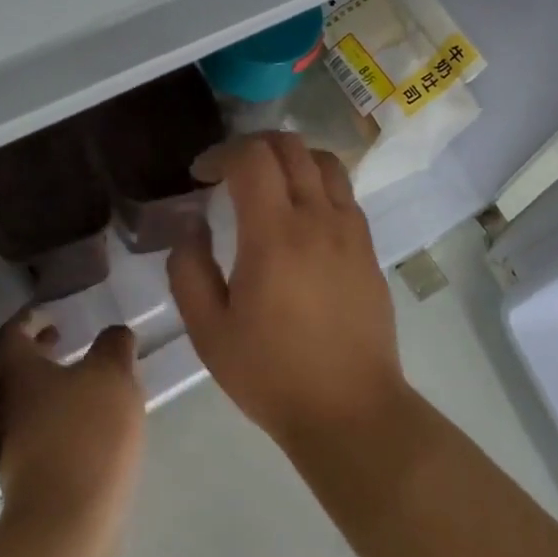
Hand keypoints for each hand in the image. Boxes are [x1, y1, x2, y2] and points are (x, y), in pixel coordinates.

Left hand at [0, 316, 145, 530]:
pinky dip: (60, 417)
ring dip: (52, 386)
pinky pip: (41, 433)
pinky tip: (91, 424)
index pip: (10, 335)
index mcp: (17, 373)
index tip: (46, 311)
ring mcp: (12, 447)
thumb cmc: (86, 432)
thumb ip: (113, 346)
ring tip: (88, 381)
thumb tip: (114, 335)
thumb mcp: (111, 375)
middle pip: (16, 370)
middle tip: (66, 338)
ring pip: (29, 403)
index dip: (26, 319)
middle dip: (40, 353)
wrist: (67, 523)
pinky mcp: (29, 478)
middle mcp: (5, 407)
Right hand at [167, 133, 407, 448]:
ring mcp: (350, 230)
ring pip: (324, 161)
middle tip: (229, 172)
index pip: (251, 158)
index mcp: (273, 235)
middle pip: (290, 146)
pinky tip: (302, 215)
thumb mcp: (209, 331)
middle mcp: (317, 218)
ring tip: (268, 184)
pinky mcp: (368, 247)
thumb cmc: (271, 374)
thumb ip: (189, 269)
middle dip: (252, 146)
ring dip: (290, 158)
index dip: (220, 154)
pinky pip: (344, 192)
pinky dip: (317, 183)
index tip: (200, 176)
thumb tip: (191, 224)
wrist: (351, 410)